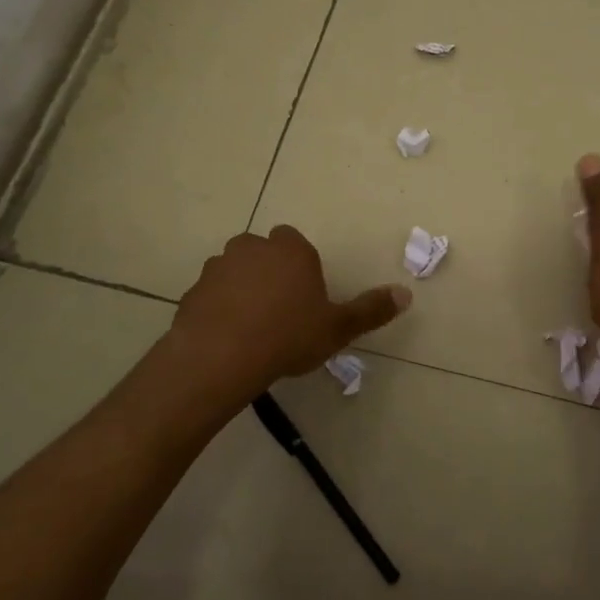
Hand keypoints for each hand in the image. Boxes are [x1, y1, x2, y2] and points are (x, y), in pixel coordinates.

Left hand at [167, 226, 410, 400]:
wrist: (221, 356)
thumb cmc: (288, 336)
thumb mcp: (337, 327)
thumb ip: (371, 309)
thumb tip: (406, 294)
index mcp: (290, 248)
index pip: (297, 244)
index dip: (301, 269)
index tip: (305, 299)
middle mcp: (252, 247)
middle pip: (265, 254)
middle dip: (272, 274)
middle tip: (281, 313)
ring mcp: (218, 266)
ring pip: (236, 271)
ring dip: (243, 290)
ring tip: (253, 328)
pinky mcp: (193, 290)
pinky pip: (212, 295)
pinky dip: (220, 308)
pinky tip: (228, 337)